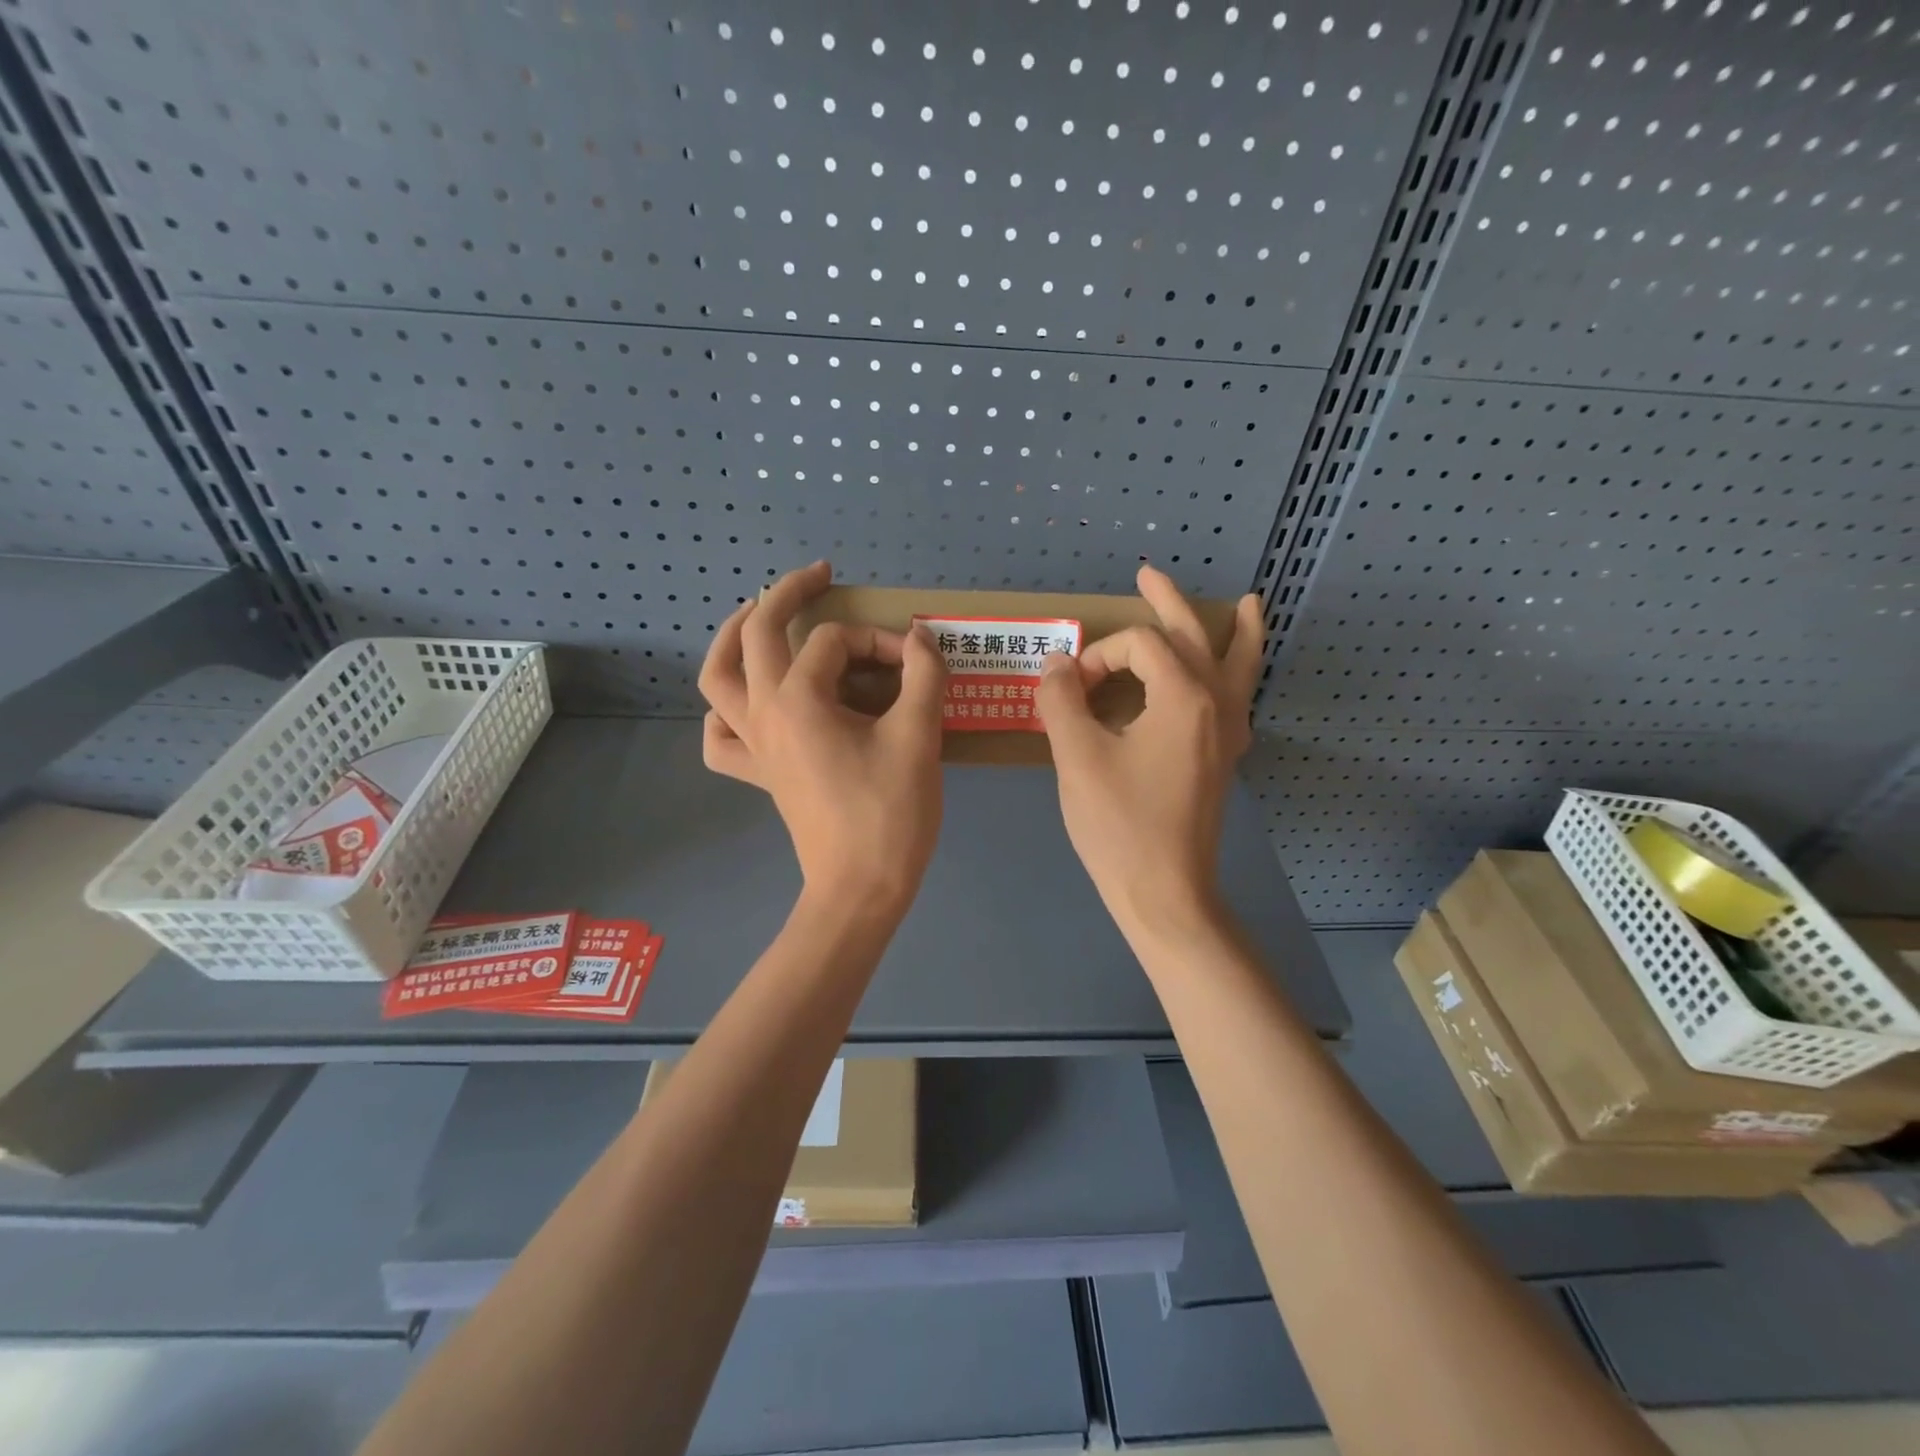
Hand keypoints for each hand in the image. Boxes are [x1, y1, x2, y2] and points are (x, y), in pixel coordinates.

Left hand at [698, 561, 947, 909]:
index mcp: (799, 699)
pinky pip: (721, 737)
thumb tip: (921, 638)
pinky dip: (724, 713)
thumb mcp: (918, 736)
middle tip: (818, 576)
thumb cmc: (890, 813)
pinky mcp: (759, 774)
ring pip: (717, 678)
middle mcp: (763, 712)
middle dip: (786, 594)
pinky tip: (745, 705)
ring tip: (755, 617)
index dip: (881, 642)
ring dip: (732, 639)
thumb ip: (924, 676)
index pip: (837, 642)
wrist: (860, 888)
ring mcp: (753, 745)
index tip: (917, 664)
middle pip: (756, 633)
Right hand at [1037, 565, 1264, 937]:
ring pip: (1238, 667)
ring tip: (1249, 604)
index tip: (1069, 690)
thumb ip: (1061, 700)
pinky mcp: (1222, 759)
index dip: (1098, 656)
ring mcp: (1226, 734)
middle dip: (1169, 602)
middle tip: (1148, 574)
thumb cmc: (1119, 824)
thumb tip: (1057, 663)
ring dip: (1236, 632)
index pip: (1138, 646)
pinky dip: (1239, 675)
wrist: (1165, 893)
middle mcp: (1216, 705)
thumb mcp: (1076, 757)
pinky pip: (1239, 701)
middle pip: (1196, 636)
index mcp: (1184, 697)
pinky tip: (1231, 677)